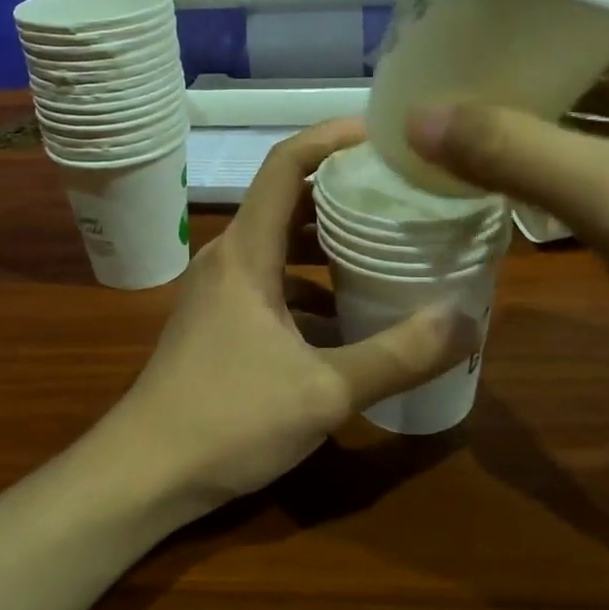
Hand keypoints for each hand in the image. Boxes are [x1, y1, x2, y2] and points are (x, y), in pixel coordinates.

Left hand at [107, 119, 481, 516]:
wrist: (143, 475)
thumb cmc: (227, 419)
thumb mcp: (324, 391)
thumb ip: (397, 356)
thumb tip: (466, 323)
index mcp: (246, 252)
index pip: (286, 165)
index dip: (331, 137)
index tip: (383, 134)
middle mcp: (229, 259)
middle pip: (288, 201)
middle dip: (343, 192)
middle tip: (401, 195)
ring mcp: (220, 293)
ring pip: (280, 246)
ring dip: (328, 243)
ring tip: (386, 247)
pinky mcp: (219, 324)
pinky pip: (272, 285)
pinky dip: (310, 286)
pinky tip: (348, 316)